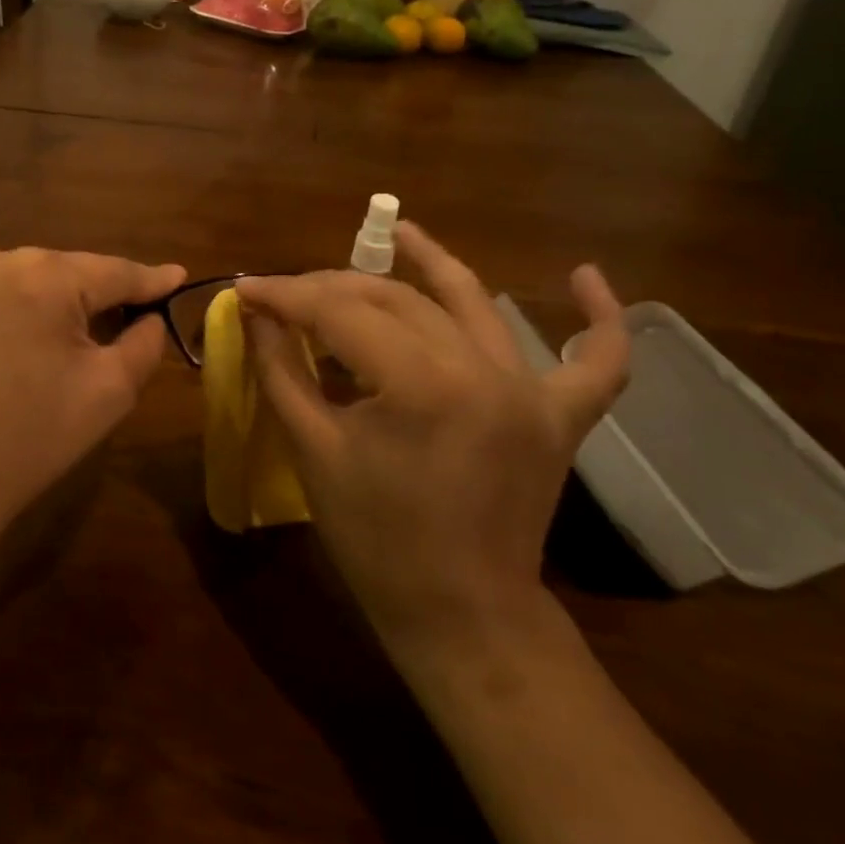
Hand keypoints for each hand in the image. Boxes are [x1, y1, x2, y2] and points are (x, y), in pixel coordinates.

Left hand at [0, 248, 185, 544]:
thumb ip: (144, 343)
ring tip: (94, 336)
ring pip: (37, 282)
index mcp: (42, 274)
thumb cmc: (29, 438)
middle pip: (73, 272)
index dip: (152, 279)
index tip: (181, 276)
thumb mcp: (109, 391)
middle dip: (105, 296)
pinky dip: (31, 312)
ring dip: (67, 305)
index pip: (114, 271)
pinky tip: (43, 342)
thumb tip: (150, 318)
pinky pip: (5, 296)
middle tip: (140, 320)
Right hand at [236, 224, 627, 666]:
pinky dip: (600, 318)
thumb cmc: (375, 540)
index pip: (340, 312)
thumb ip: (282, 370)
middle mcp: (483, 371)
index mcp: (419, 385)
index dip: (286, 295)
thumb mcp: (313, 451)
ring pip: (472, 304)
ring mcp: (531, 391)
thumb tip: (256, 313)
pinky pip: (597, 361)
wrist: (460, 613)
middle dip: (334, 287)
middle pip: (397, 300)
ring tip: (400, 230)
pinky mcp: (561, 417)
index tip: (245, 289)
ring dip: (433, 264)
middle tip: (290, 292)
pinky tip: (589, 275)